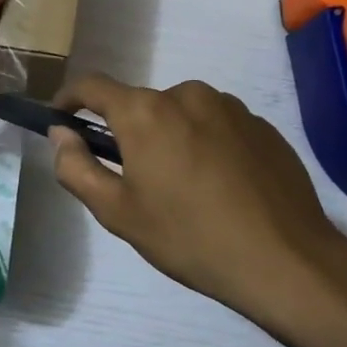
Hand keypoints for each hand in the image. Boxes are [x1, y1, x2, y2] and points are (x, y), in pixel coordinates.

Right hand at [48, 75, 346, 346]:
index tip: (61, 119)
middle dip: (128, 132)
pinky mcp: (262, 125)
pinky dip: (206, 144)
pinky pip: (217, 125)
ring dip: (170, 137)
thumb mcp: (118, 212)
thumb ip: (77, 167)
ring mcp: (231, 107)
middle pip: (141, 104)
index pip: (92, 86)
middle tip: (134, 179)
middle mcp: (187, 94)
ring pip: (181, 113)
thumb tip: (61, 134)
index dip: (69, 99)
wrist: (285, 260)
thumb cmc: (189, 237)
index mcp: (145, 112)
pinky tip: (220, 187)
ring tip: (184, 187)